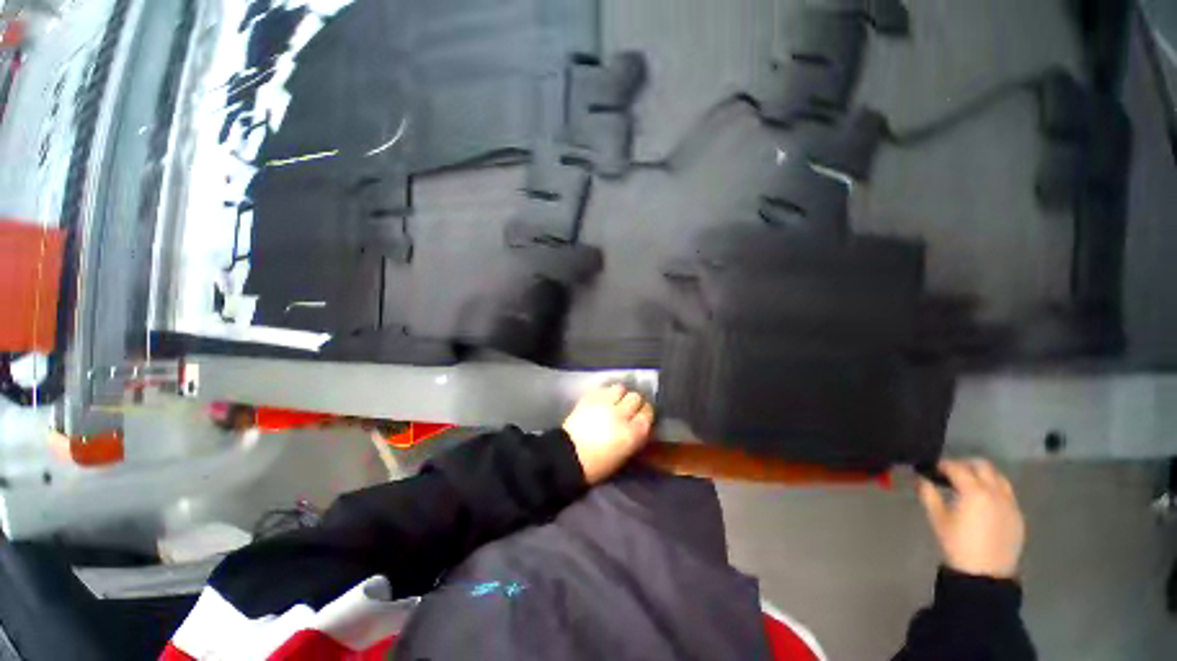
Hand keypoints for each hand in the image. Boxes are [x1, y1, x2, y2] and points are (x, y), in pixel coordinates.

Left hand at [562, 384, 654, 483]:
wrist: (568, 457)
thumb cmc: (598, 465)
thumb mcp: (624, 454)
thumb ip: (635, 435)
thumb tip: (640, 424)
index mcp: (632, 432)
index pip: (647, 413)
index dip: (645, 412)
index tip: (642, 415)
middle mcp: (621, 414)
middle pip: (635, 397)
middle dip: (634, 402)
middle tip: (629, 408)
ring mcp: (604, 403)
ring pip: (620, 388)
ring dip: (619, 394)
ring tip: (615, 401)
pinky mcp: (589, 397)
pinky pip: (603, 389)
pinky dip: (605, 393)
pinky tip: (602, 400)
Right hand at [917, 459, 1024, 578]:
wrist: (985, 574)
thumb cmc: (957, 544)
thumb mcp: (937, 518)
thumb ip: (928, 494)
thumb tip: (920, 478)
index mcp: (974, 492)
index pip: (957, 467)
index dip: (942, 465)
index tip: (930, 468)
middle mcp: (996, 492)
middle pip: (982, 466)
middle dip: (965, 465)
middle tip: (949, 473)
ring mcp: (1010, 504)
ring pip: (998, 477)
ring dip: (982, 475)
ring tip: (967, 485)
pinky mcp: (1017, 515)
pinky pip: (1006, 493)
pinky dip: (993, 489)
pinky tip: (982, 502)